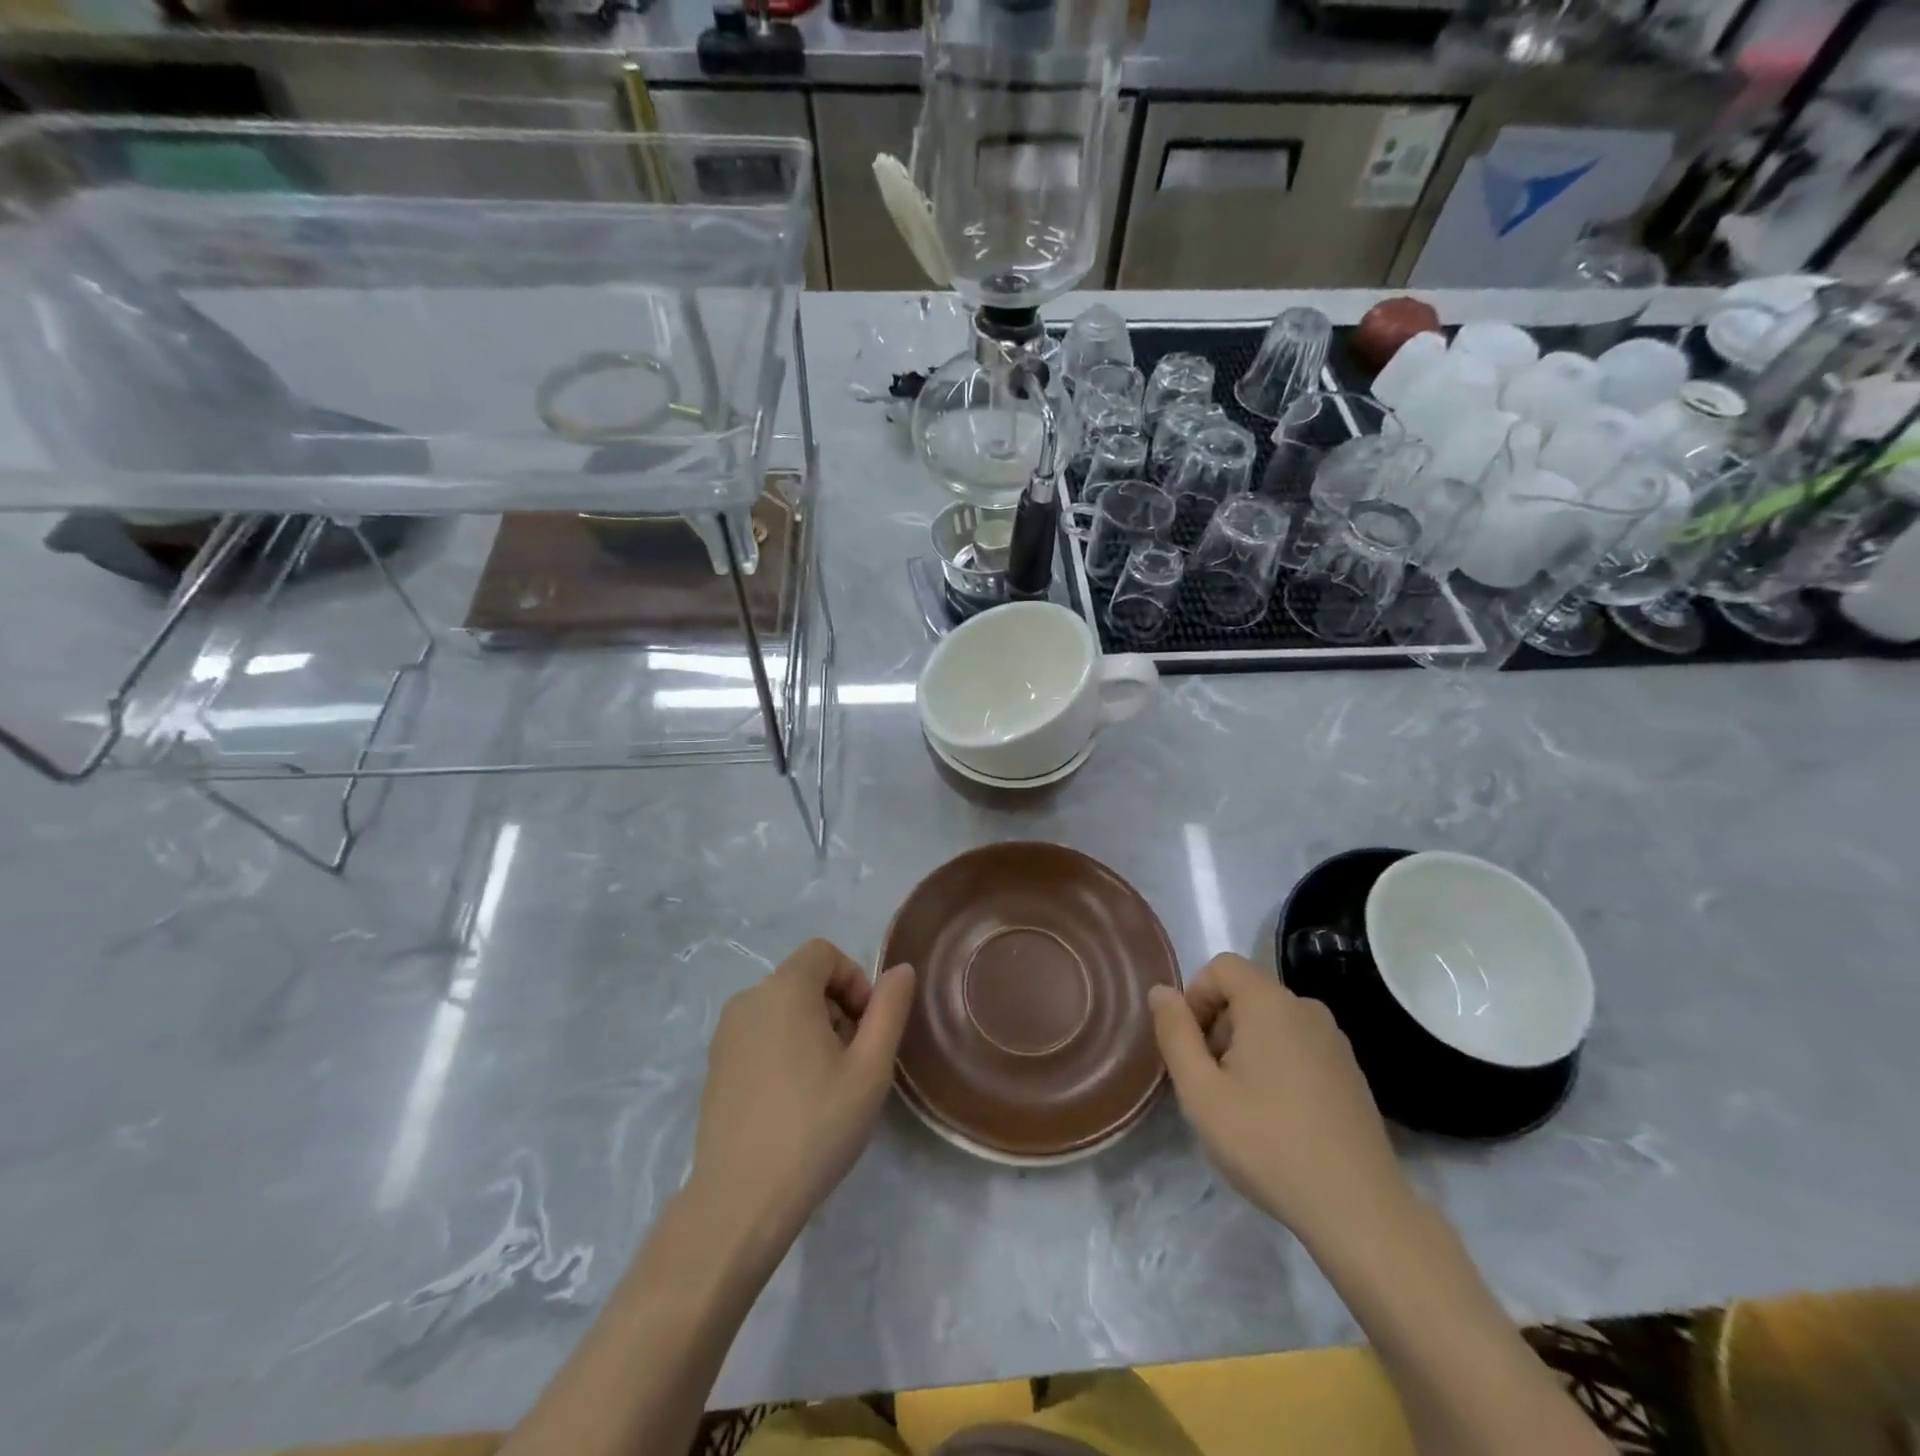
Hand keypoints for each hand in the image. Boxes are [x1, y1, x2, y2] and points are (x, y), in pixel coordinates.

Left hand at [691, 940, 915, 1258]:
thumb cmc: (815, 1127)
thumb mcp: (871, 1068)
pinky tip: (794, 1100)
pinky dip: (784, 1048)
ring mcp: (725, 1034)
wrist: (740, 1201)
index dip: (854, 979)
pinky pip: (760, 1034)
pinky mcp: (715, 1066)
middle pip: (804, 979)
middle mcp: (749, 1000)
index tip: (866, 1028)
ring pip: (782, 1008)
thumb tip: (901, 970)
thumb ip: (889, 1009)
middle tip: (853, 1061)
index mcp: (784, 990)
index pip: (824, 953)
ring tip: (826, 1084)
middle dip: (837, 1007)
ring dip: (812, 1029)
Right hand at [1149, 954, 1408, 1243]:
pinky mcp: (1350, 1072)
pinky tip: (1277, 1117)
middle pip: (1246, 994)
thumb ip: (1174, 1033)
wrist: (1358, 1210)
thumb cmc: (1267, 1143)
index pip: (1221, 966)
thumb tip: (1161, 991)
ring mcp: (1335, 1041)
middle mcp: (1307, 1008)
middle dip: (1218, 1027)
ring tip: (1241, 1104)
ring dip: (1245, 1048)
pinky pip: (1298, 1045)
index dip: (1195, 997)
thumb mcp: (1200, 1091)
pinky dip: (1276, 1064)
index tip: (1191, 1047)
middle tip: (1211, 1083)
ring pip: (1271, 1022)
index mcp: (1271, 1004)